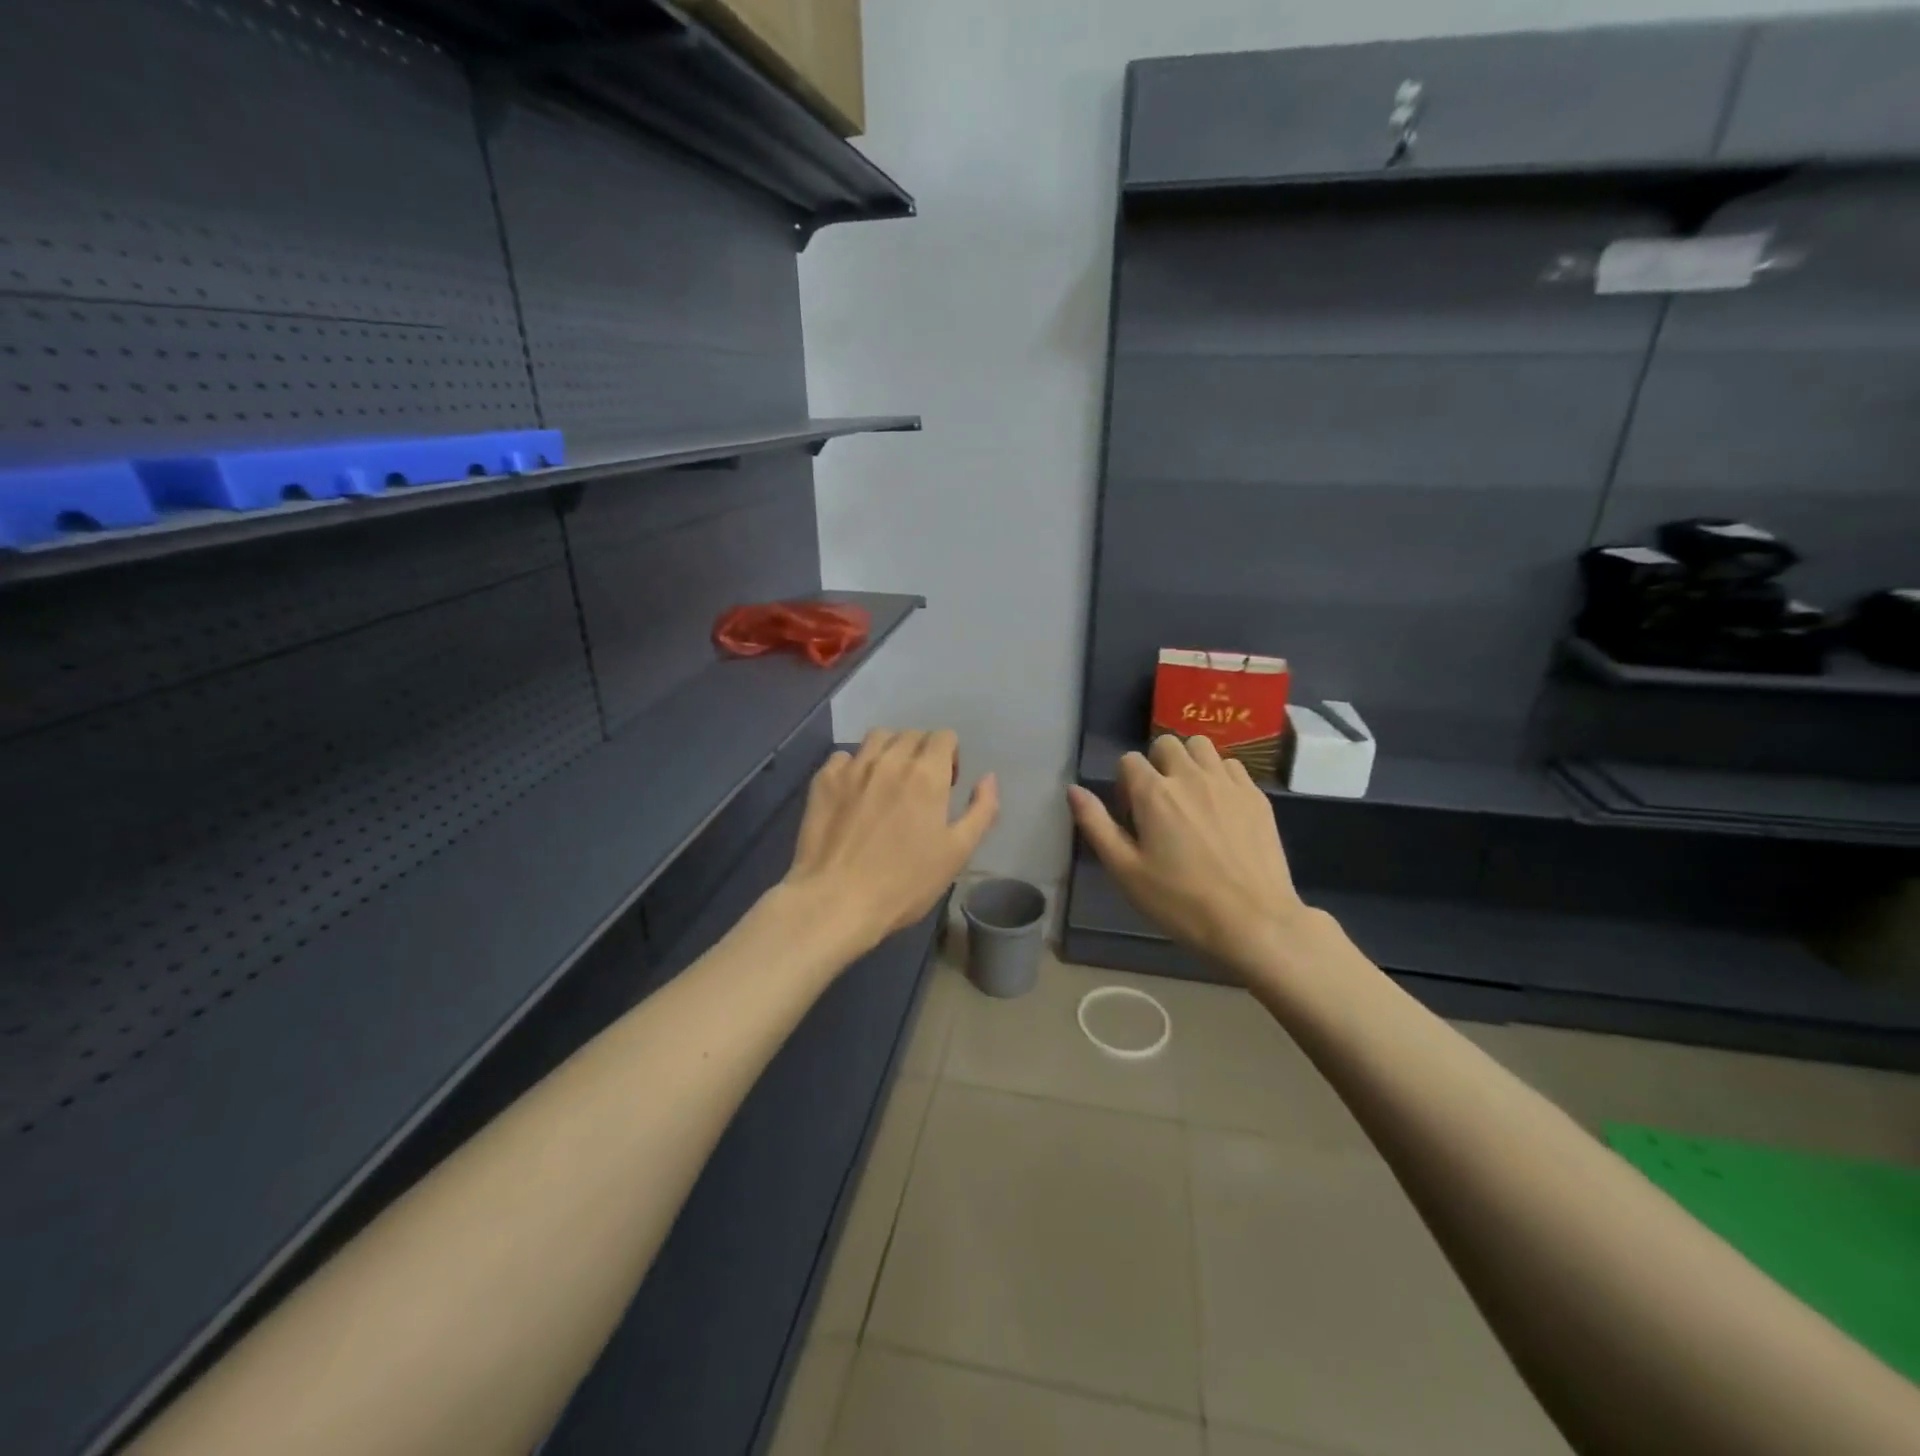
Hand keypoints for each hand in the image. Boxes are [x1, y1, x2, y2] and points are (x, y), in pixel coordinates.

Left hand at [781, 729, 999, 958]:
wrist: (837, 900)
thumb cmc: (905, 882)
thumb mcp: (958, 852)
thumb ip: (981, 810)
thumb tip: (988, 778)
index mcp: (926, 773)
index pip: (944, 737)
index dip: (950, 756)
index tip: (947, 784)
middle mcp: (890, 759)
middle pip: (911, 735)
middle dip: (922, 751)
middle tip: (920, 786)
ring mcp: (853, 767)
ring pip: (877, 737)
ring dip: (889, 751)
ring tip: (887, 781)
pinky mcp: (823, 780)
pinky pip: (843, 757)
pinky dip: (854, 766)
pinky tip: (854, 792)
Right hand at [1067, 735, 1321, 982]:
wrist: (1253, 922)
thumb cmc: (1180, 902)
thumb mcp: (1125, 871)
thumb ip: (1096, 825)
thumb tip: (1073, 790)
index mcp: (1153, 792)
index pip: (1129, 761)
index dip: (1125, 785)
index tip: (1133, 817)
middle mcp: (1190, 776)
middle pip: (1166, 744)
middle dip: (1156, 765)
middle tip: (1160, 804)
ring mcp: (1227, 783)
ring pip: (1201, 746)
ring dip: (1189, 762)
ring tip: (1190, 797)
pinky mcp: (1257, 796)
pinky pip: (1232, 765)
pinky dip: (1220, 775)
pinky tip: (1221, 807)